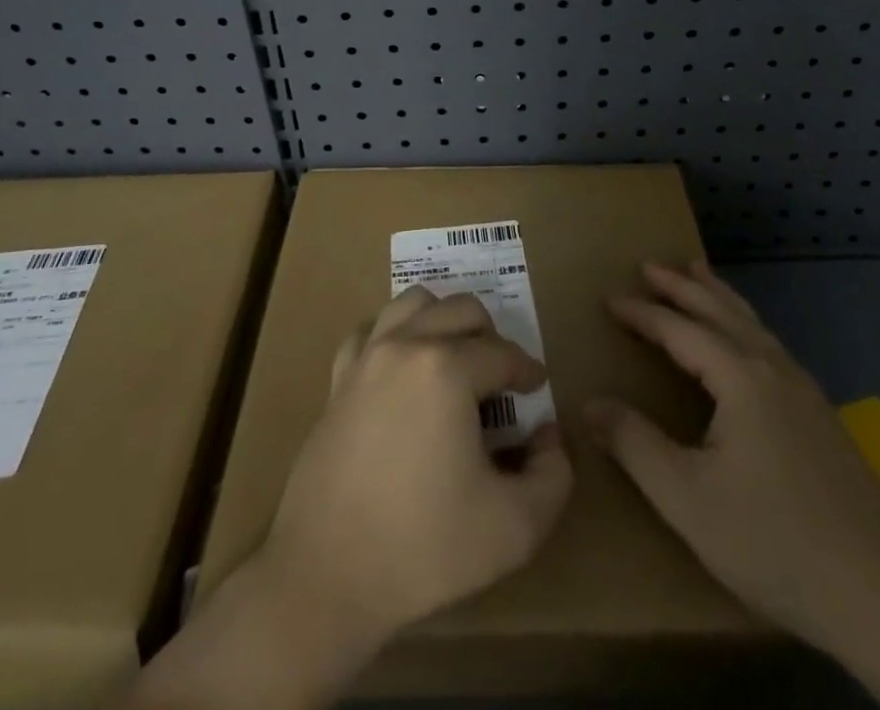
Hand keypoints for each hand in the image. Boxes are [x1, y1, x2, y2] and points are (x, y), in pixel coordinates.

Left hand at [260, 285, 573, 651]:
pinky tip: (403, 367)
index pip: (503, 353)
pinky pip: (370, 332)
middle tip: (501, 376)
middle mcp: (406, 346)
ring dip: (443, 319)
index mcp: (448, 369)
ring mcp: (366, 358)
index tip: (537, 389)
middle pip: (461, 310)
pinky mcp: (338, 380)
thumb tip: (548, 435)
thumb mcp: (515, 527)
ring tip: (456, 358)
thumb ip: (553, 475)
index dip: (527, 370)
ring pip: (413, 304)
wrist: (326, 575)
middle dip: (491, 336)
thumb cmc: (424, 549)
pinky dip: (394, 335)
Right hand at [586, 259, 879, 655]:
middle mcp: (774, 371)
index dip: (643, 313)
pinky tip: (748, 344)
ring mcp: (806, 393)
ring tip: (699, 276)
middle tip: (651, 265)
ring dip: (719, 297)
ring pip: (753, 325)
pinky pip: (772, 347)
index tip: (610, 299)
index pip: (681, 330)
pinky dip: (745, 325)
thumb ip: (634, 445)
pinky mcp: (823, 419)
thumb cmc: (774, 541)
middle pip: (721, 312)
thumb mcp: (686, 498)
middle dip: (683, 286)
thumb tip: (590, 403)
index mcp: (740, 379)